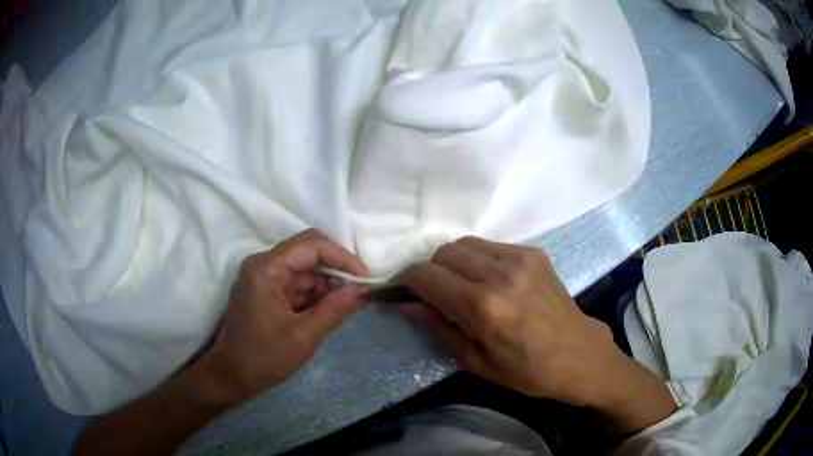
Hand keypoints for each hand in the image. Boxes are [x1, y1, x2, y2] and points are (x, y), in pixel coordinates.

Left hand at [201, 229, 370, 402]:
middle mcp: (263, 263)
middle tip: (356, 293)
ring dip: (324, 286)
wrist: (231, 376)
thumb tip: (366, 290)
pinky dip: (312, 295)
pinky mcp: (264, 288)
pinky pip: (295, 282)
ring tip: (337, 312)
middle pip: (307, 251)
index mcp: (267, 268)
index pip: (312, 245)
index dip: (342, 258)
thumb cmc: (264, 358)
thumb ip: (336, 308)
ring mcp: (262, 275)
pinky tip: (320, 314)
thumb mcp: (304, 336)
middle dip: (334, 270)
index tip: (366, 280)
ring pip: (304, 268)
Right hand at [400, 237, 675, 433]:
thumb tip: (406, 304)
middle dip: (430, 271)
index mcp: (483, 307)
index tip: (403, 291)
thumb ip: (438, 326)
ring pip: (466, 243)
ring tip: (461, 287)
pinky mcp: (534, 253)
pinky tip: (488, 281)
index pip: (427, 275)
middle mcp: (500, 274)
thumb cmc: (527, 372)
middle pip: (444, 252)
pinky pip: (491, 246)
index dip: (407, 281)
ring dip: (453, 263)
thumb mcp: (475, 361)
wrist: (580, 355)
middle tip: (435, 295)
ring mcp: (520, 259)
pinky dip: (478, 260)